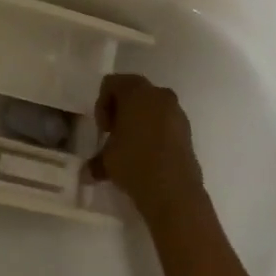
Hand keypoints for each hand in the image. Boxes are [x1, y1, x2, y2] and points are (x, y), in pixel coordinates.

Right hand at [87, 73, 204, 225]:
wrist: (175, 193)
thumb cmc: (135, 164)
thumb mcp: (107, 160)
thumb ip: (97, 159)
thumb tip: (87, 173)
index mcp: (136, 92)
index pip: (111, 83)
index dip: (102, 104)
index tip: (104, 130)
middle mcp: (159, 94)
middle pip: (133, 91)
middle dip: (121, 110)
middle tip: (114, 134)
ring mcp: (177, 112)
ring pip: (152, 107)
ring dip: (139, 121)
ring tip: (132, 147)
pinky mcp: (188, 131)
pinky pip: (166, 122)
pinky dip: (155, 131)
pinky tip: (149, 155)